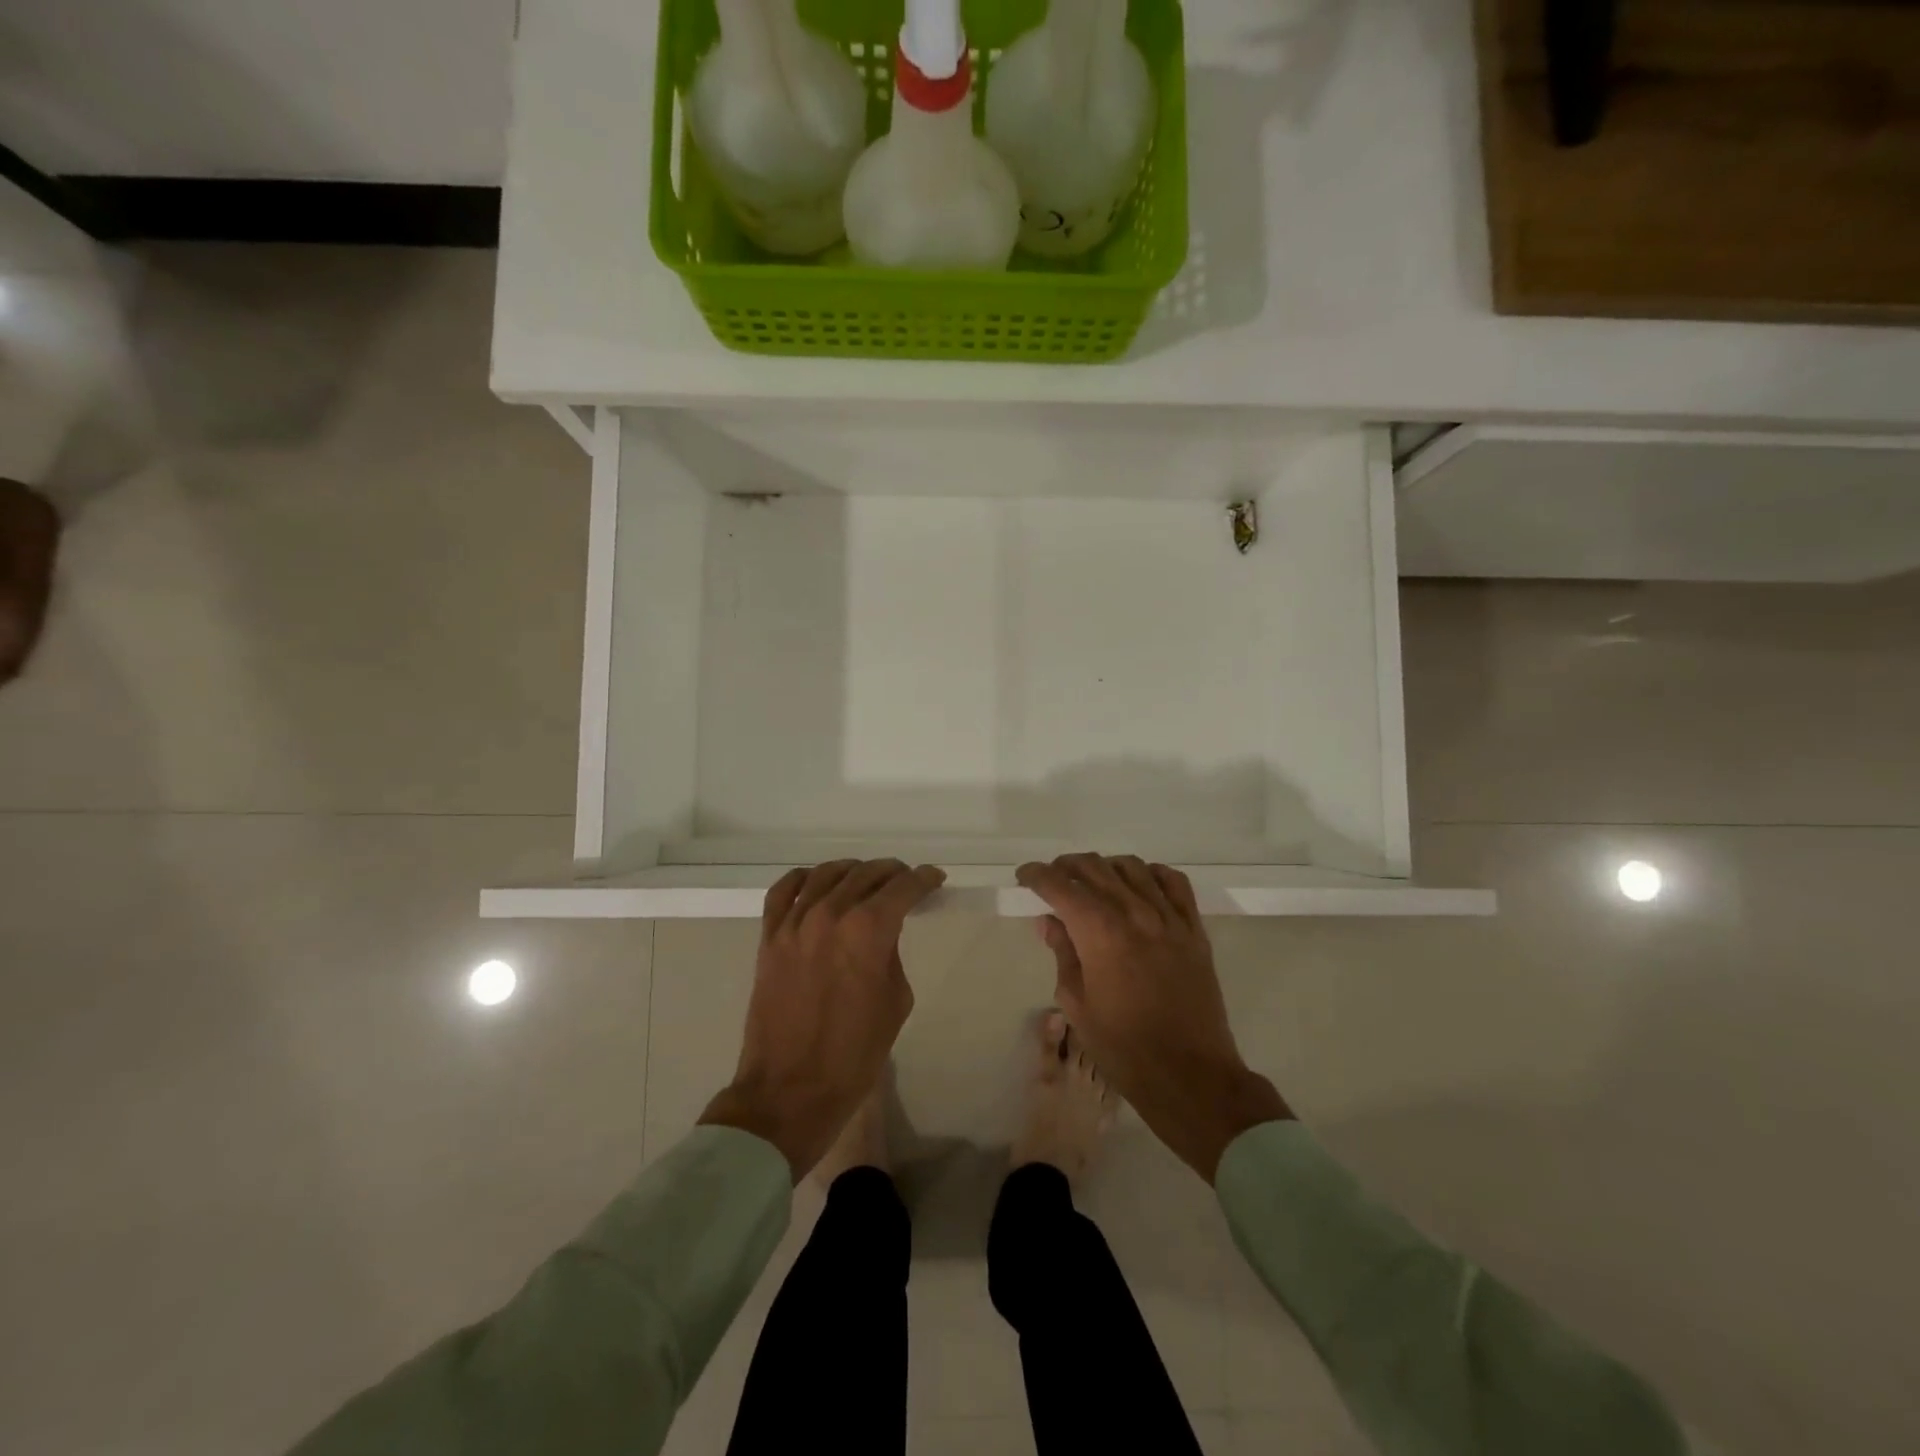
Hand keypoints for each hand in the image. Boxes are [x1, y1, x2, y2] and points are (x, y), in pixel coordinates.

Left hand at [699, 860, 945, 1179]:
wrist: (791, 1089)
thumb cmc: (855, 1053)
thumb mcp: (895, 1000)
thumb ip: (891, 954)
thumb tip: (883, 933)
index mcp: (868, 930)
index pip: (903, 888)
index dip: (923, 879)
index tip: (934, 879)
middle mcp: (831, 914)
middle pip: (866, 874)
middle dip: (893, 873)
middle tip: (905, 882)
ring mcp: (795, 923)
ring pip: (827, 873)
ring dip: (853, 871)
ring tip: (866, 879)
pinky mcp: (769, 937)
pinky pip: (784, 891)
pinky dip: (804, 879)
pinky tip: (817, 882)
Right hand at [1016, 854, 1291, 1181]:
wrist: (1190, 1075)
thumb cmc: (1123, 1047)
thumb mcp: (1077, 1005)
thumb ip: (1063, 954)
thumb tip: (1049, 921)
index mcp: (1099, 933)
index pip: (1060, 886)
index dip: (1037, 875)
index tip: (1025, 876)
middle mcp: (1134, 913)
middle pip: (1095, 868)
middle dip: (1066, 866)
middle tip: (1052, 877)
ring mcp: (1169, 919)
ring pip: (1133, 868)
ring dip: (1106, 866)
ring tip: (1093, 880)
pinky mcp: (1194, 930)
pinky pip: (1174, 883)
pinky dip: (1152, 874)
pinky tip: (1140, 884)